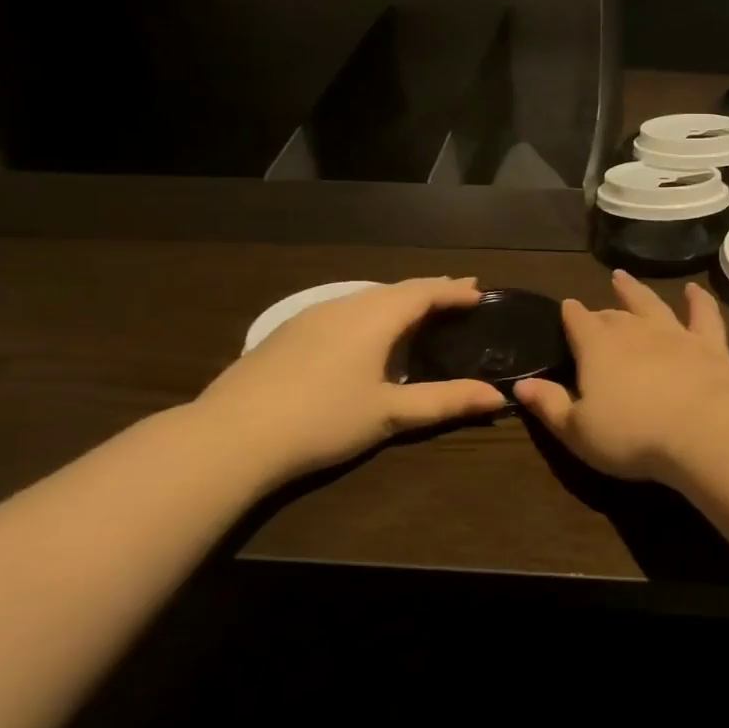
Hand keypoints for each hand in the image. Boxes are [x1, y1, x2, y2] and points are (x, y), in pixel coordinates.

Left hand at [198, 277, 504, 481]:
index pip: (424, 292)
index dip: (454, 292)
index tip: (480, 293)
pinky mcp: (286, 335)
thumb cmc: (322, 420)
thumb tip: (500, 397)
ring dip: (399, 300)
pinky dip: (370, 312)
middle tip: (459, 292)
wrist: (229, 438)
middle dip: (430, 290)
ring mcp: (310, 318)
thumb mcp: (391, 413)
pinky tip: (365, 332)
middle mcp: (344, 306)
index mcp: (374, 318)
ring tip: (419, 309)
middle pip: (396, 289)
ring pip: (366, 298)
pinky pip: (343, 310)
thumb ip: (446, 401)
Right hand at [514, 272, 728, 483]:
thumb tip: (521, 385)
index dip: (570, 314)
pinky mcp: (709, 345)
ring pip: (651, 304)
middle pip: (613, 316)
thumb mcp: (577, 430)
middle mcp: (635, 331)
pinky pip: (703, 315)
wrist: (700, 430)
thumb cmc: (630, 436)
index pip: (578, 322)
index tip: (566, 307)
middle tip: (595, 311)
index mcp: (598, 348)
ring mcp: (675, 334)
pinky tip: (694, 289)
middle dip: (600, 312)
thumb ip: (550, 405)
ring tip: (623, 277)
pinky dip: (698, 300)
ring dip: (636, 290)